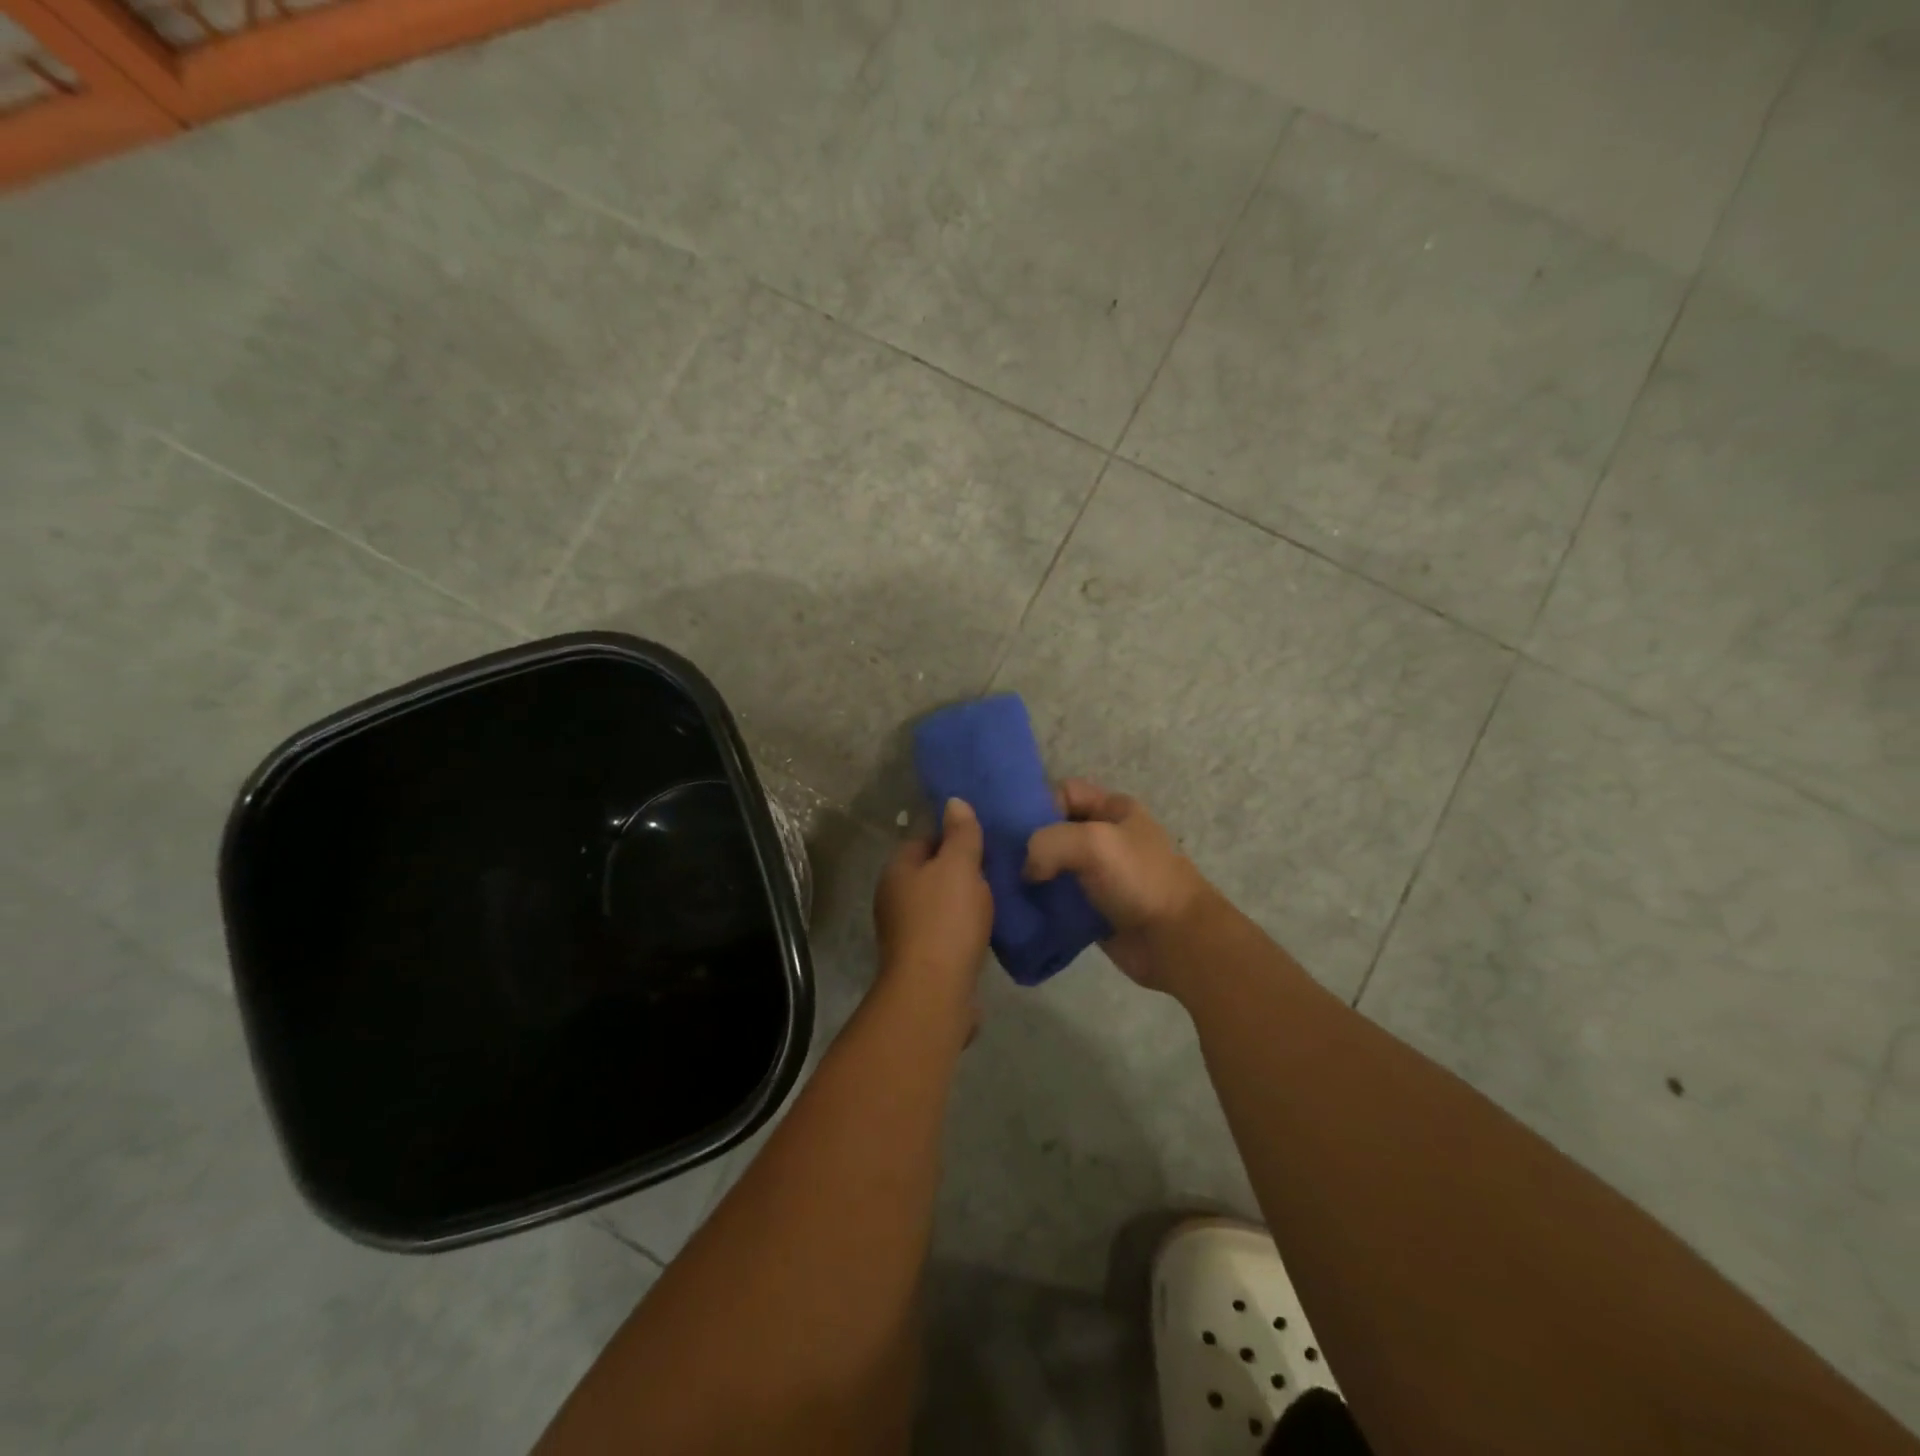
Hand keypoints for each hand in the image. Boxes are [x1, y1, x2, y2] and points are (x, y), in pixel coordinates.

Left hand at [873, 798, 992, 1016]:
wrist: (934, 992)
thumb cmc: (945, 920)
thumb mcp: (959, 866)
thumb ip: (960, 834)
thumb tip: (954, 801)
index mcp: (898, 869)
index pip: (924, 837)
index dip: (953, 833)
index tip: (984, 835)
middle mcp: (894, 897)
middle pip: (931, 871)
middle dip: (961, 867)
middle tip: (997, 864)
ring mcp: (906, 930)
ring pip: (940, 902)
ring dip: (964, 899)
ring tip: (998, 894)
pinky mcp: (922, 958)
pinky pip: (947, 930)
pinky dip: (964, 926)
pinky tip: (987, 927)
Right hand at [1023, 780, 1210, 990]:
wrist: (1177, 941)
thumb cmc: (1139, 880)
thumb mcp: (1092, 842)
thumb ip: (1048, 842)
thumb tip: (1027, 871)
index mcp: (1113, 809)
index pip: (1064, 792)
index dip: (1039, 804)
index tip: (1015, 829)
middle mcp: (1105, 838)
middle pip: (1055, 830)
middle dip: (1027, 843)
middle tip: (998, 860)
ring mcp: (1099, 876)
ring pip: (1053, 867)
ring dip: (1030, 877)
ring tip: (1003, 887)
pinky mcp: (1093, 910)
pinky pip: (1058, 901)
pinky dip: (1040, 905)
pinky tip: (1019, 910)